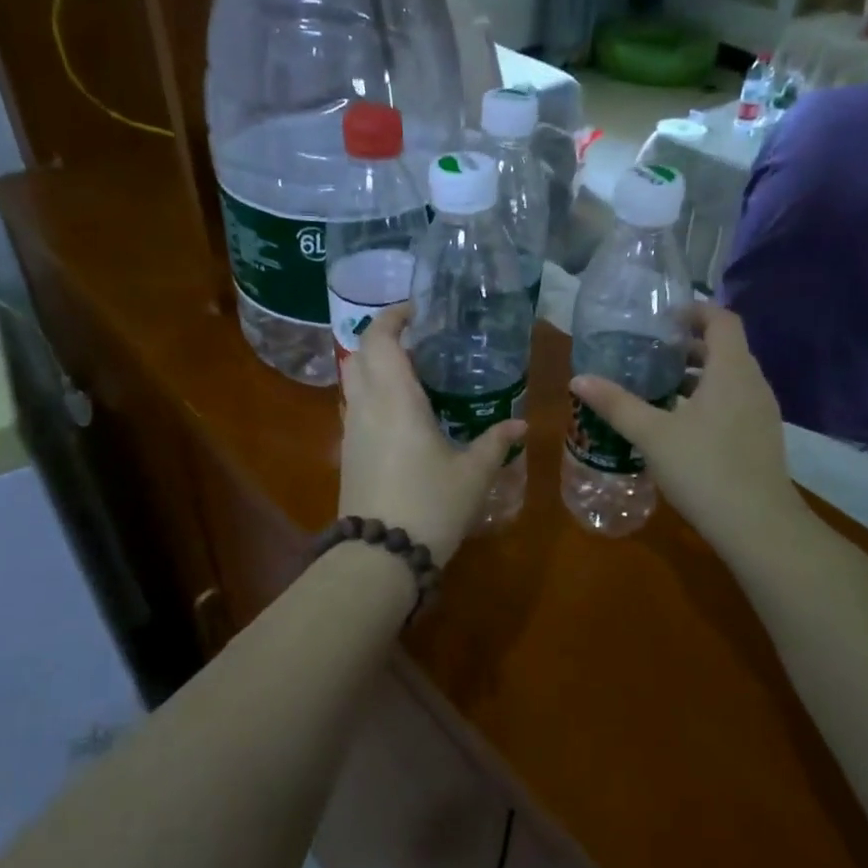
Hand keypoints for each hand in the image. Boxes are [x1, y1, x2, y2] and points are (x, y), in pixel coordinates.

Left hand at [338, 305, 526, 565]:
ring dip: (374, 365)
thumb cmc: (430, 506)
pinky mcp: (347, 453)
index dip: (392, 316)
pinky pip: (355, 406)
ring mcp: (351, 430)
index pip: (380, 339)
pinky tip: (401, 412)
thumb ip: (496, 443)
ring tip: (412, 372)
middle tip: (418, 339)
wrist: (379, 557)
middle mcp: (366, 406)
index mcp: (395, 399)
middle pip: (359, 353)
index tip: (417, 310)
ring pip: (352, 380)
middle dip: (382, 337)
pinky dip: (372, 392)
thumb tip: (520, 424)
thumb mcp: (473, 475)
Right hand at [569, 303, 806, 553]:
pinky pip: (733, 402)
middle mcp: (753, 384)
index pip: (722, 320)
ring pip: (729, 378)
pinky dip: (707, 400)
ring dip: (697, 376)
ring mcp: (761, 413)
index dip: (695, 310)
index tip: (663, 318)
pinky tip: (679, 425)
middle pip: (725, 348)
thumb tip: (578, 379)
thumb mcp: (652, 434)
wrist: (758, 526)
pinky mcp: (760, 438)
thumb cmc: (704, 468)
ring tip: (658, 388)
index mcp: (731, 371)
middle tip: (651, 353)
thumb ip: (616, 404)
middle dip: (689, 346)